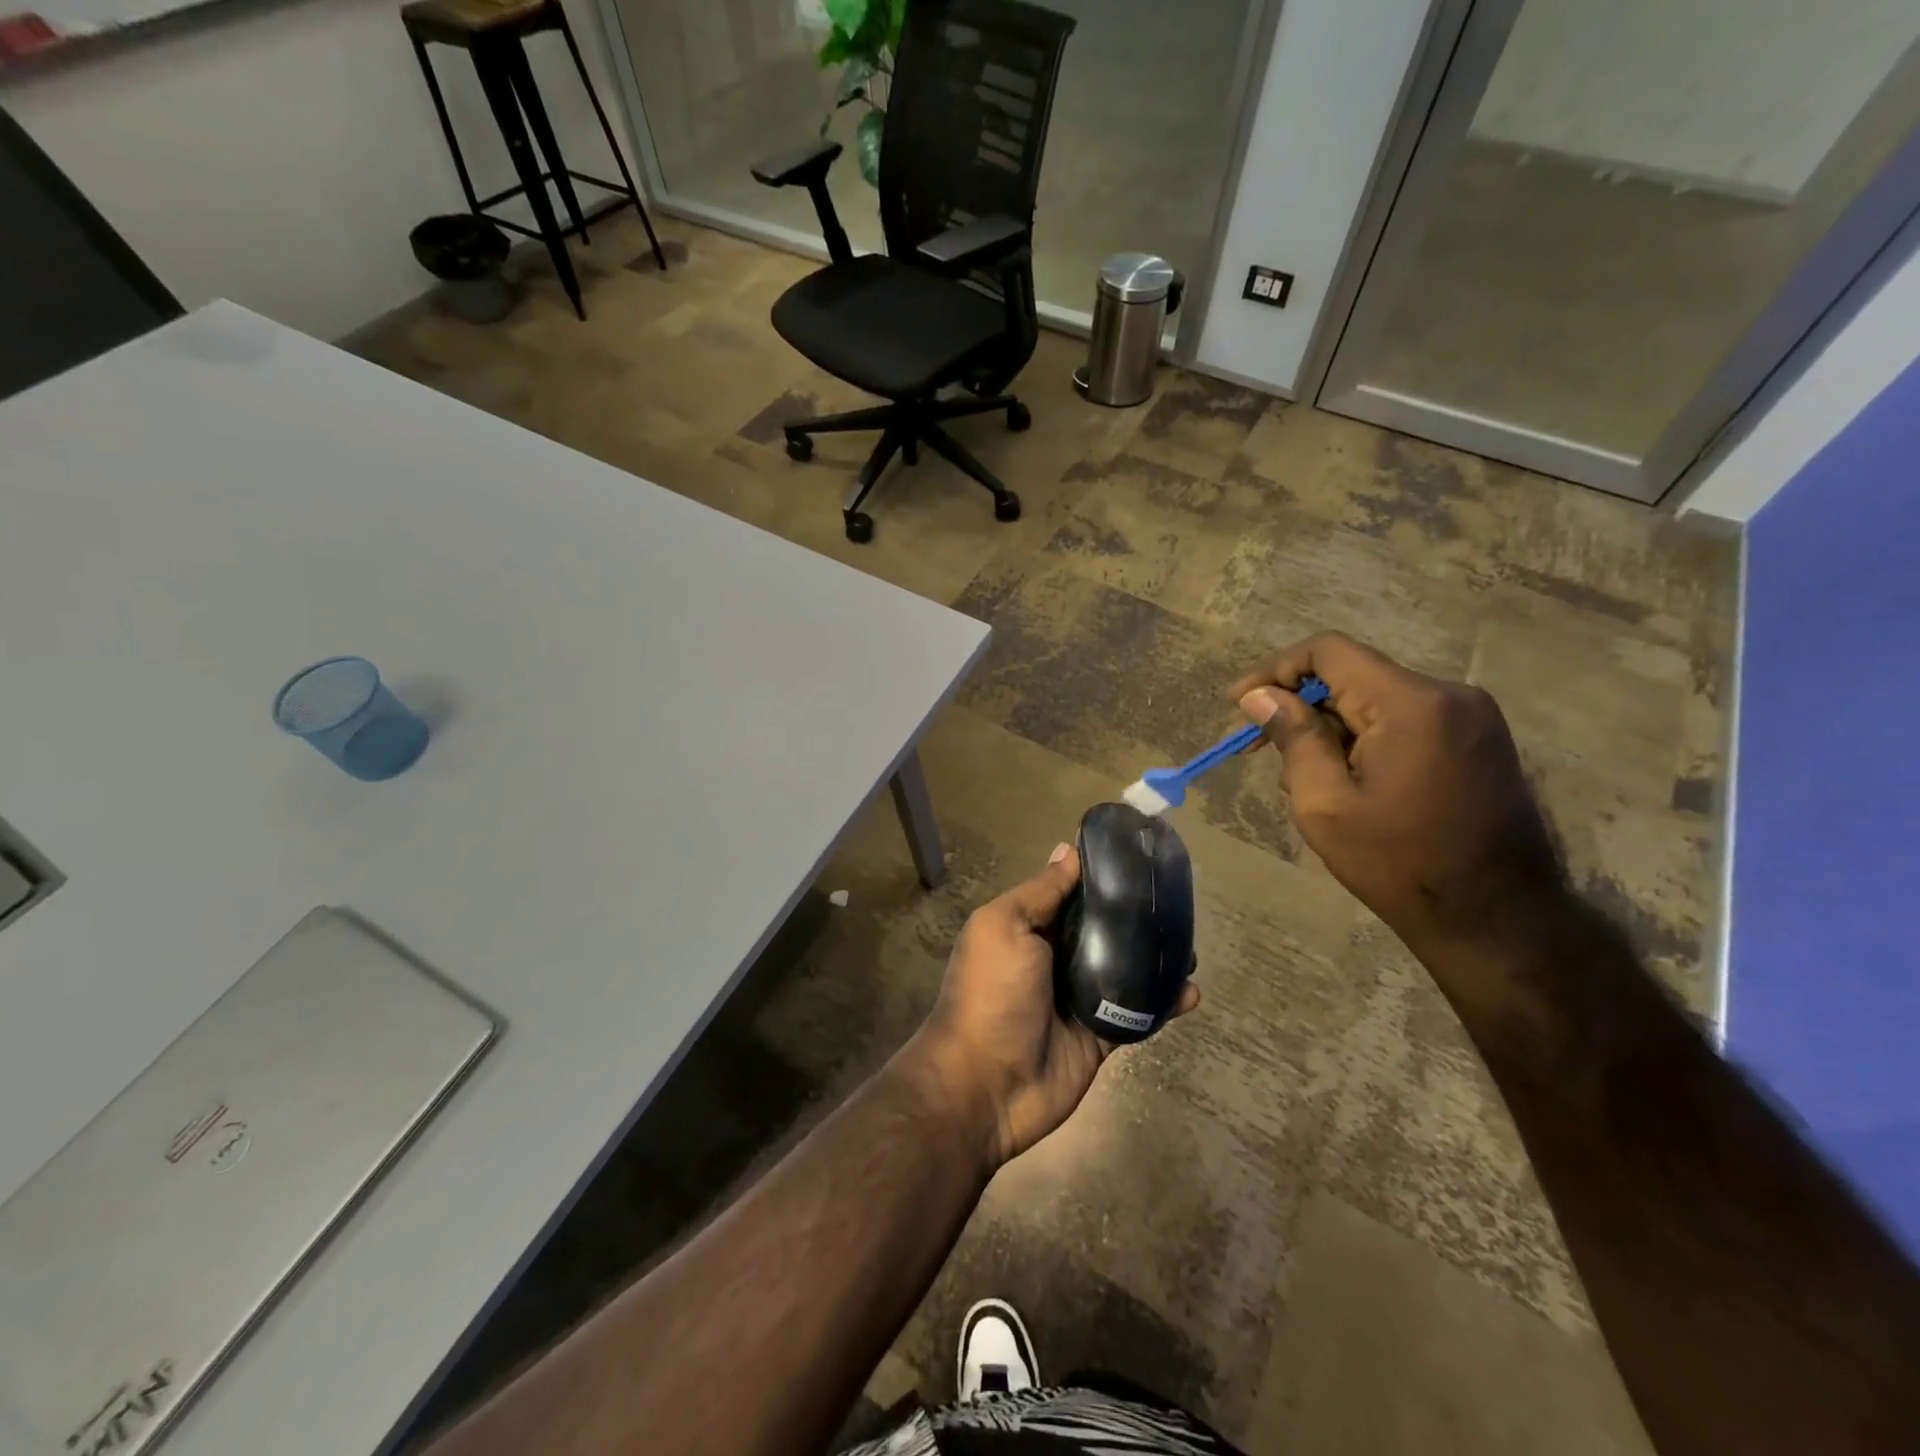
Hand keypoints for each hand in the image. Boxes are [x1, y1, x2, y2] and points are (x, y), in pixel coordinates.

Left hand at [905, 844, 1199, 1168]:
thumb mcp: (1004, 926)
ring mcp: (1078, 999)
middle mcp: (1054, 959)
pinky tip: (1190, 992)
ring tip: (1190, 947)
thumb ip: (1040, 892)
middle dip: (1136, 919)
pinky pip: (1136, 1013)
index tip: (1140, 859)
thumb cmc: (991, 993)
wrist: (986, 1085)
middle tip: (1177, 905)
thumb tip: (1066, 850)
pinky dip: (1164, 1004)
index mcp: (1028, 929)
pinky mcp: (1100, 1035)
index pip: (1071, 894)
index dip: (1101, 878)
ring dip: (1156, 960)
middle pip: (1102, 931)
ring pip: (1125, 970)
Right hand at [1231, 633, 1566, 982]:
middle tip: (1262, 750)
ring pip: (1376, 699)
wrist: (1498, 920)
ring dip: (1332, 727)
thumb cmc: (1399, 864)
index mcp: (1410, 704)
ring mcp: (1473, 716)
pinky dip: (1366, 738)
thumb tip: (1260, 695)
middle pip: (1353, 675)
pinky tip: (1350, 782)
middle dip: (1301, 706)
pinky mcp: (1480, 739)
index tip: (1239, 704)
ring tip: (1308, 781)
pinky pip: (1405, 719)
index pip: (1328, 651)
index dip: (1275, 670)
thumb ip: (1293, 738)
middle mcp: (1449, 694)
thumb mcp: (1324, 804)